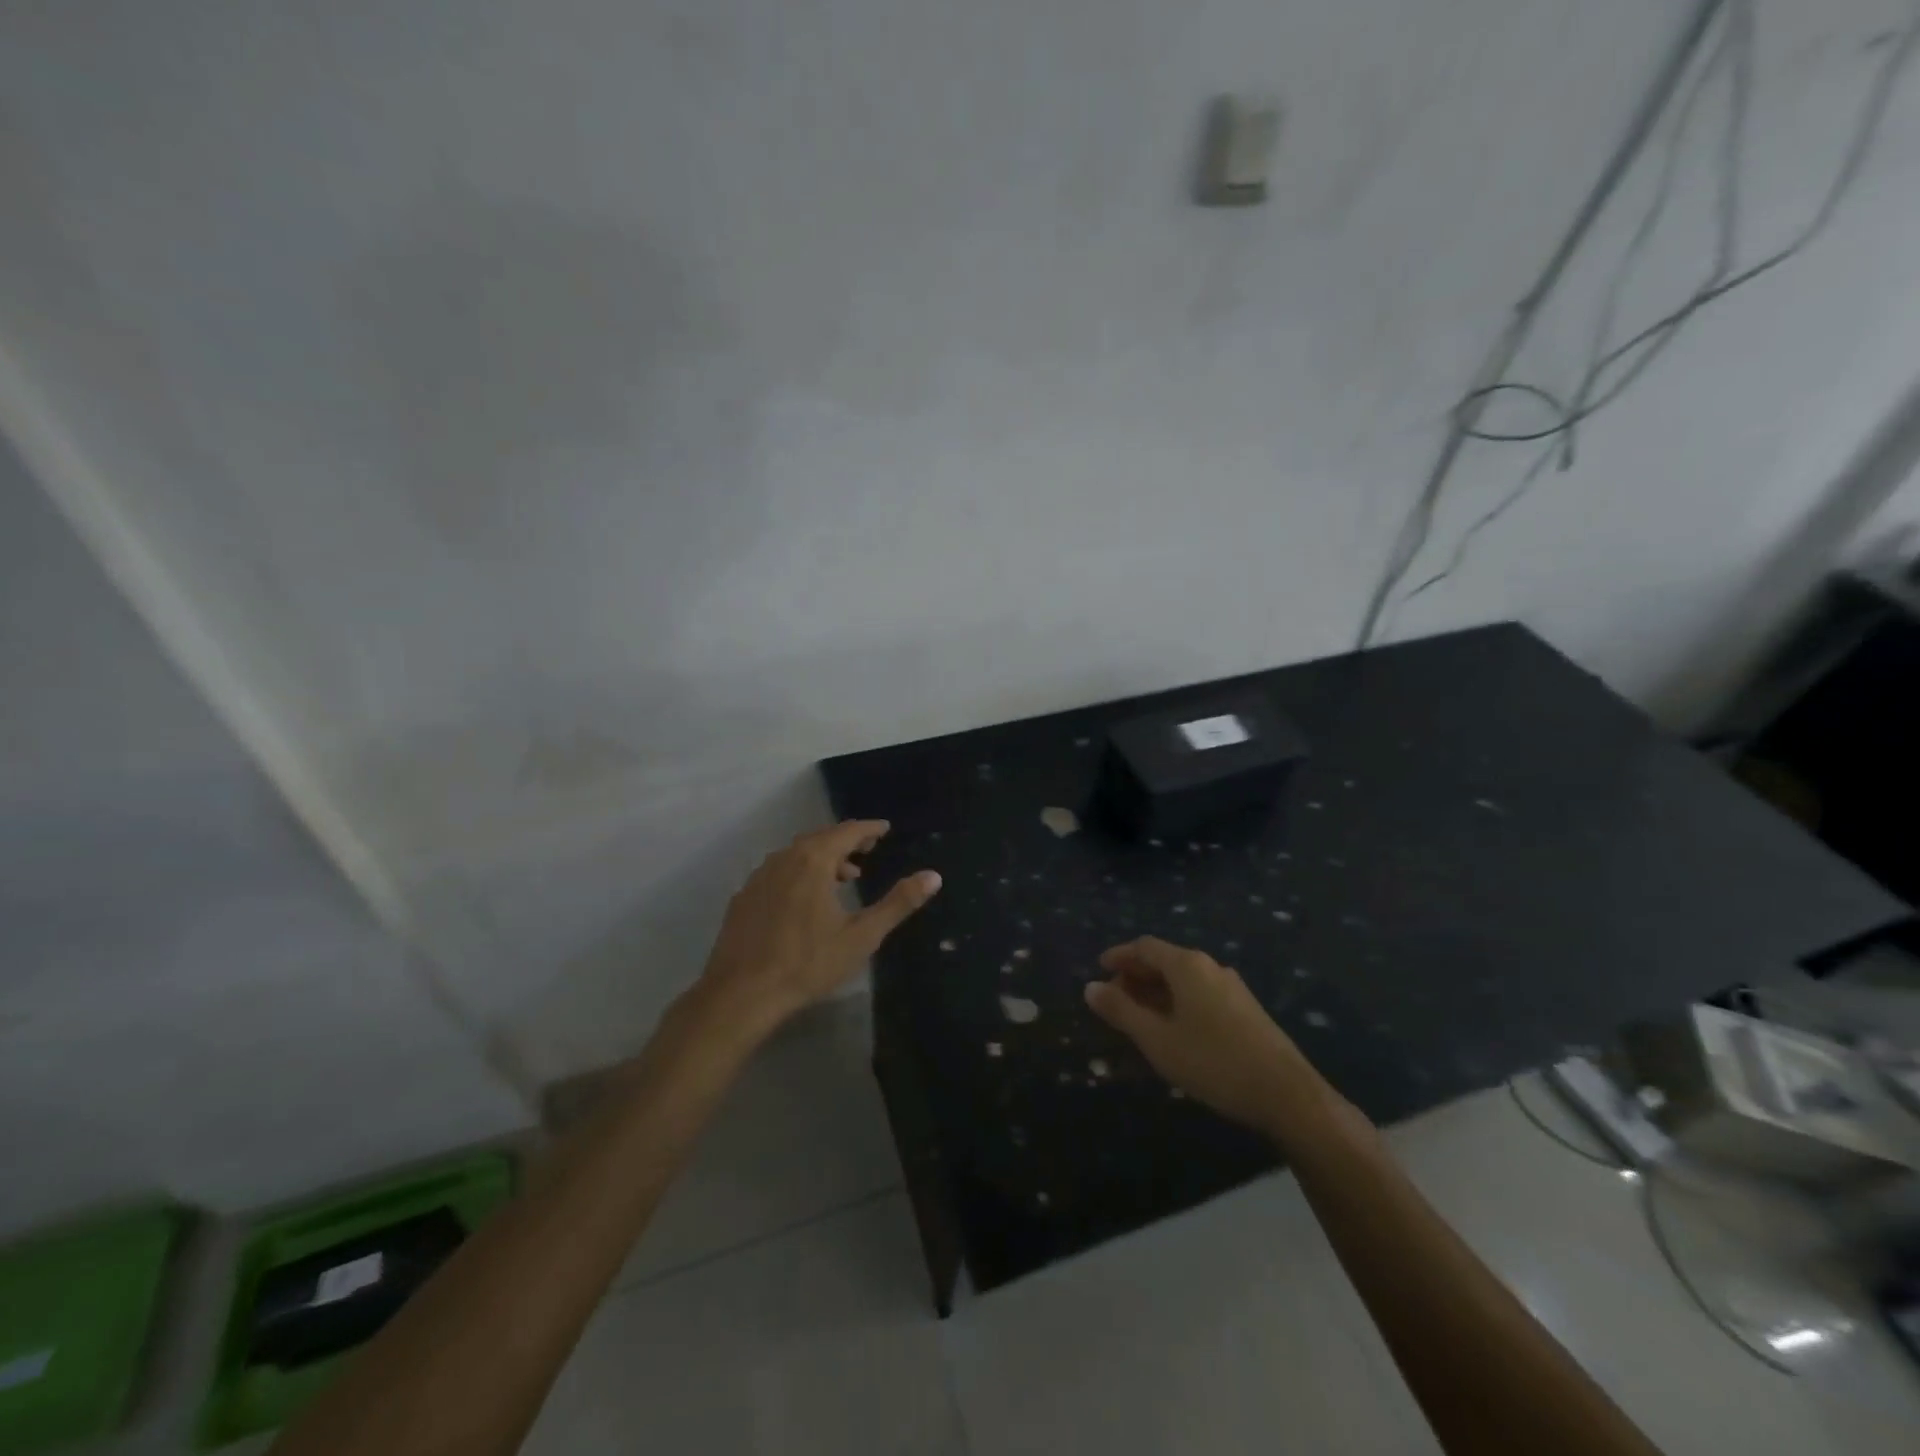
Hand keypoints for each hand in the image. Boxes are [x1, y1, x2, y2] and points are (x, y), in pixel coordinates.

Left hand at [692, 820, 940, 1035]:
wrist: (742, 994)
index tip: (884, 829)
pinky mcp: (743, 899)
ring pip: (796, 855)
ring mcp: (759, 878)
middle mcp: (784, 860)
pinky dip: (798, 873)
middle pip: (819, 839)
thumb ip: (898, 903)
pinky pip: (777, 872)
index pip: (846, 832)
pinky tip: (804, 900)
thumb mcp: (862, 935)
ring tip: (843, 877)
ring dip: (822, 858)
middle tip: (867, 850)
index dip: (868, 829)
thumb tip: (934, 876)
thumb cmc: (808, 963)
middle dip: (846, 841)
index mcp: (813, 861)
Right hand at [1084, 937, 1324, 1133]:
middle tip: (1114, 998)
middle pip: (1165, 960)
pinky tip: (1172, 1029)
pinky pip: (1200, 993)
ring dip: (1156, 991)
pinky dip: (1177, 1002)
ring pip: (1184, 979)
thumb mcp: (1157, 1039)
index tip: (1099, 968)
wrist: (1287, 1094)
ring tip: (1138, 1017)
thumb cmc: (1213, 1061)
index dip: (1119, 955)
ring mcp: (1232, 987)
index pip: (1145, 947)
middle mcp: (1210, 967)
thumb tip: (1090, 987)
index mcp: (1187, 965)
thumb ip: (1121, 1011)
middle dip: (1136, 975)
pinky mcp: (1245, 1010)